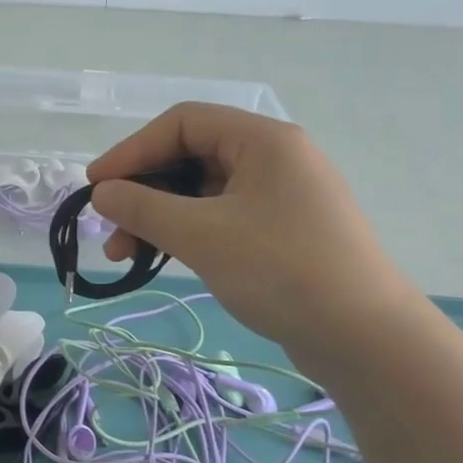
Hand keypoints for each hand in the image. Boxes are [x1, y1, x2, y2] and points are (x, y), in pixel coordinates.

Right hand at [87, 104, 419, 350]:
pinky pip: (220, 216)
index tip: (96, 186)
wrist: (367, 340)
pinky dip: (186, 232)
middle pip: (190, 156)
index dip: (132, 150)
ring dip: (158, 216)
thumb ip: (143, 208)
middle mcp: (274, 157)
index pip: (182, 123)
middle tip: (109, 227)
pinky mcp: (281, 230)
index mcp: (263, 140)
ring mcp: (280, 195)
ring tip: (126, 254)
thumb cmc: (281, 271)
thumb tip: (102, 193)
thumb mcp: (202, 236)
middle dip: (143, 190)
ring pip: (201, 191)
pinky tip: (163, 257)